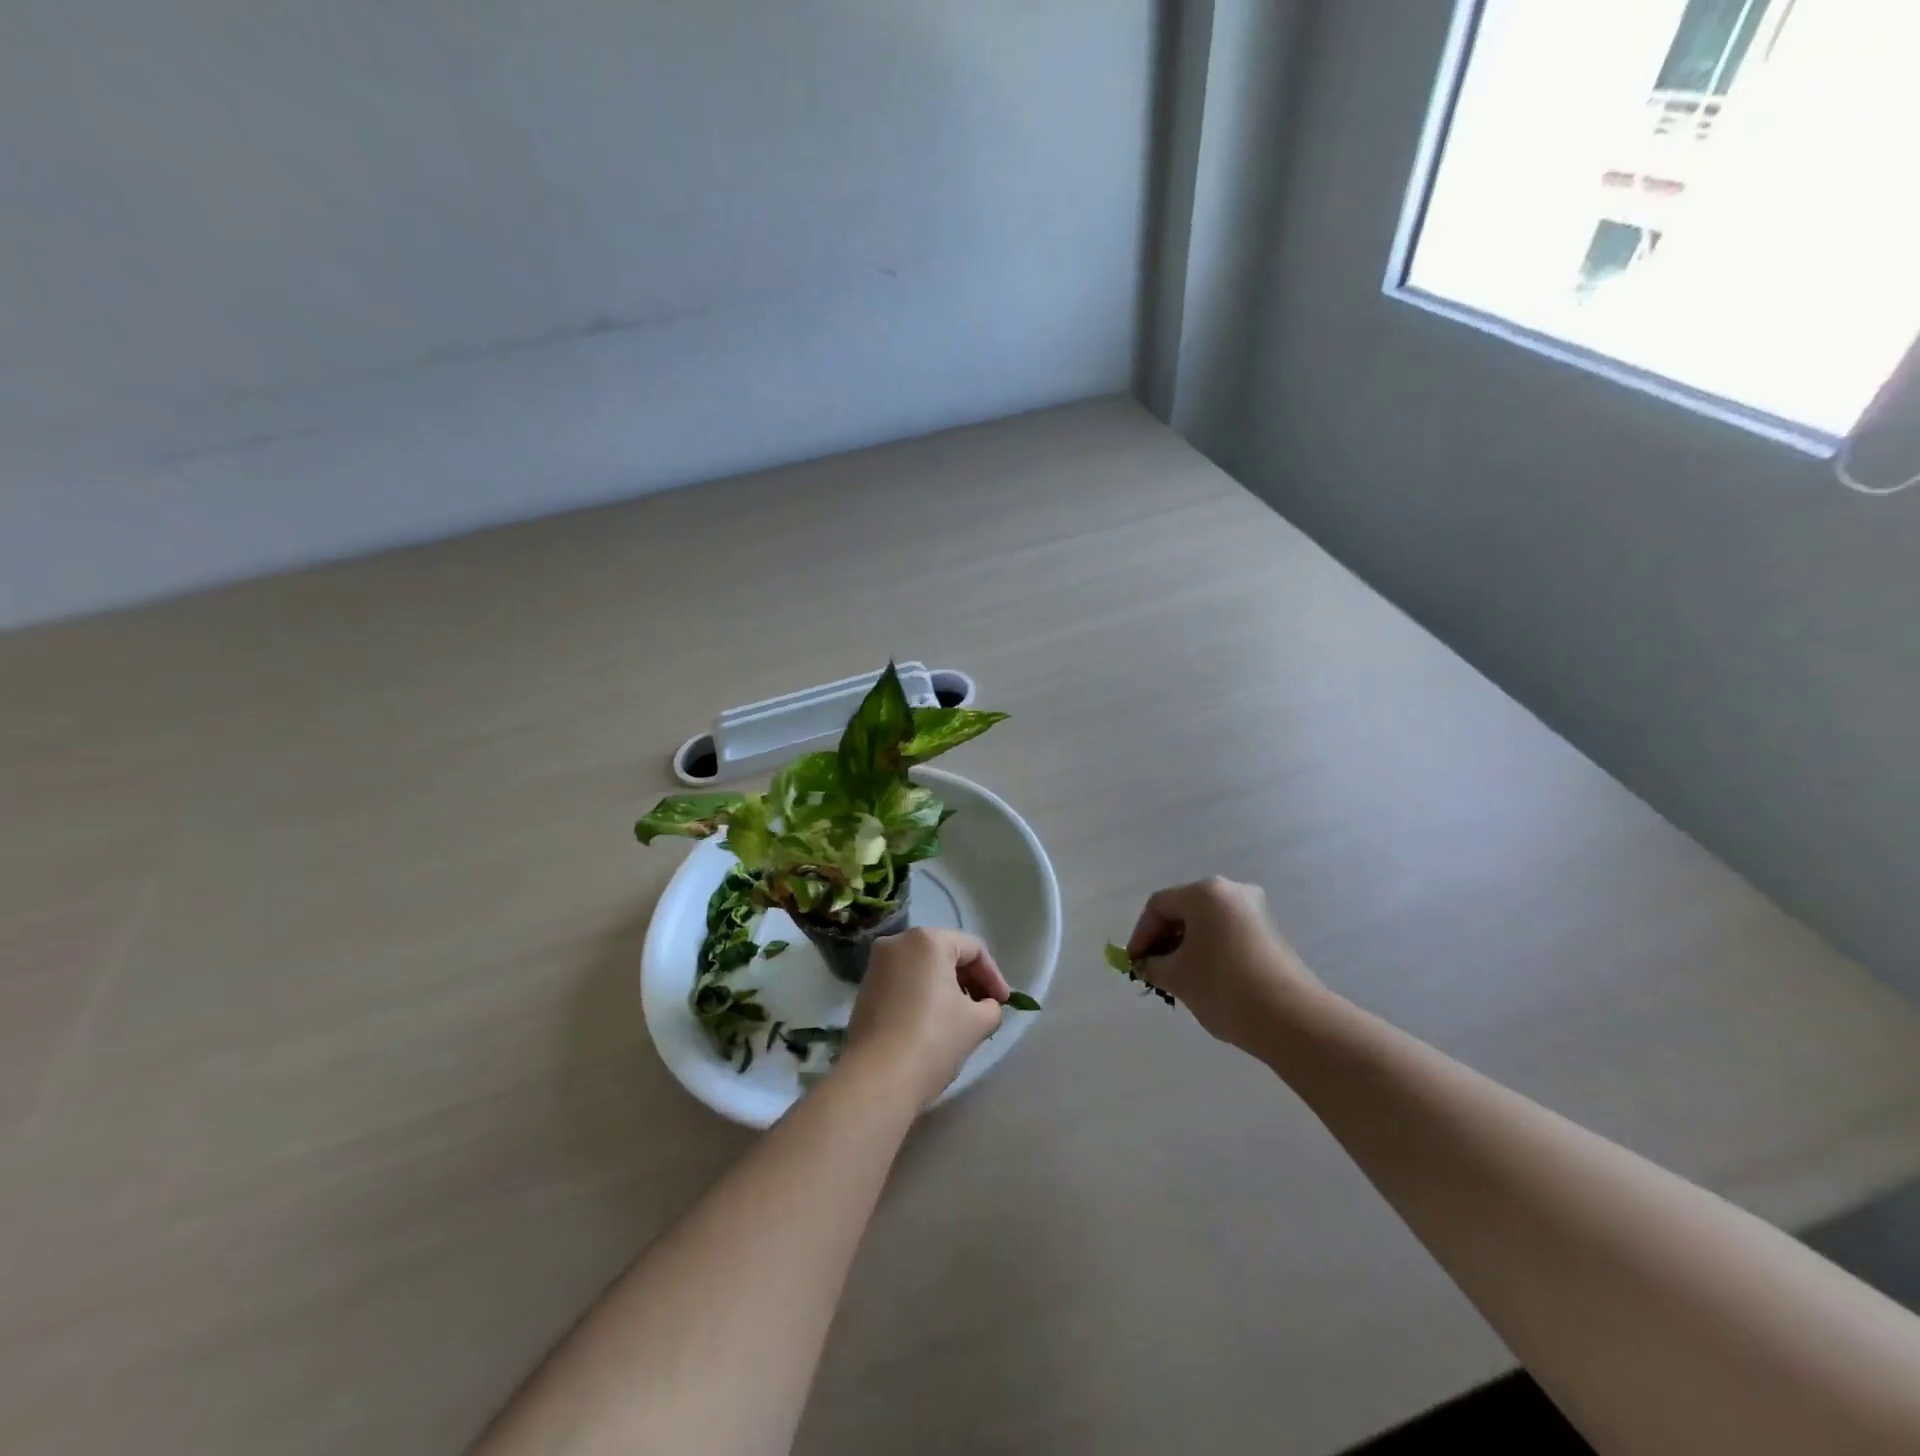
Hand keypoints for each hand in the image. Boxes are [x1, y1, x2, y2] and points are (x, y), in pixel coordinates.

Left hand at [843, 929, 1010, 1104]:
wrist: (876, 1079)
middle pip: (946, 954)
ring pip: (923, 968)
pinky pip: (904, 982)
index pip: (973, 949)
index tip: (1003, 1004)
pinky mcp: (865, 989)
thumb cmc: (933, 1040)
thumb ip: (991, 1008)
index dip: (994, 976)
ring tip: (962, 1018)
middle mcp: (898, 942)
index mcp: (927, 940)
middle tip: (986, 1009)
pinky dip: (923, 995)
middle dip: (970, 980)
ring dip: (946, 988)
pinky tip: (934, 1023)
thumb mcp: (976, 1023)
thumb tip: (986, 1007)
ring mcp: (877, 965)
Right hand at [1126, 877, 1324, 1053]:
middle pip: (1184, 911)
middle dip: (1164, 940)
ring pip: (1207, 924)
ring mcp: (1256, 912)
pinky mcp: (1271, 934)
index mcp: (1205, 892)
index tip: (1134, 964)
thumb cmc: (1224, 987)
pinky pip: (1228, 934)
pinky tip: (1205, 980)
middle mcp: (1232, 892)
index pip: (1159, 905)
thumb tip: (1147, 964)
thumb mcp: (1177, 977)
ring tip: (1177, 979)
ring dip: (1186, 947)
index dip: (1141, 935)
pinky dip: (1210, 951)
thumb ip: (1153, 965)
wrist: (1292, 1019)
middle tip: (1153, 970)